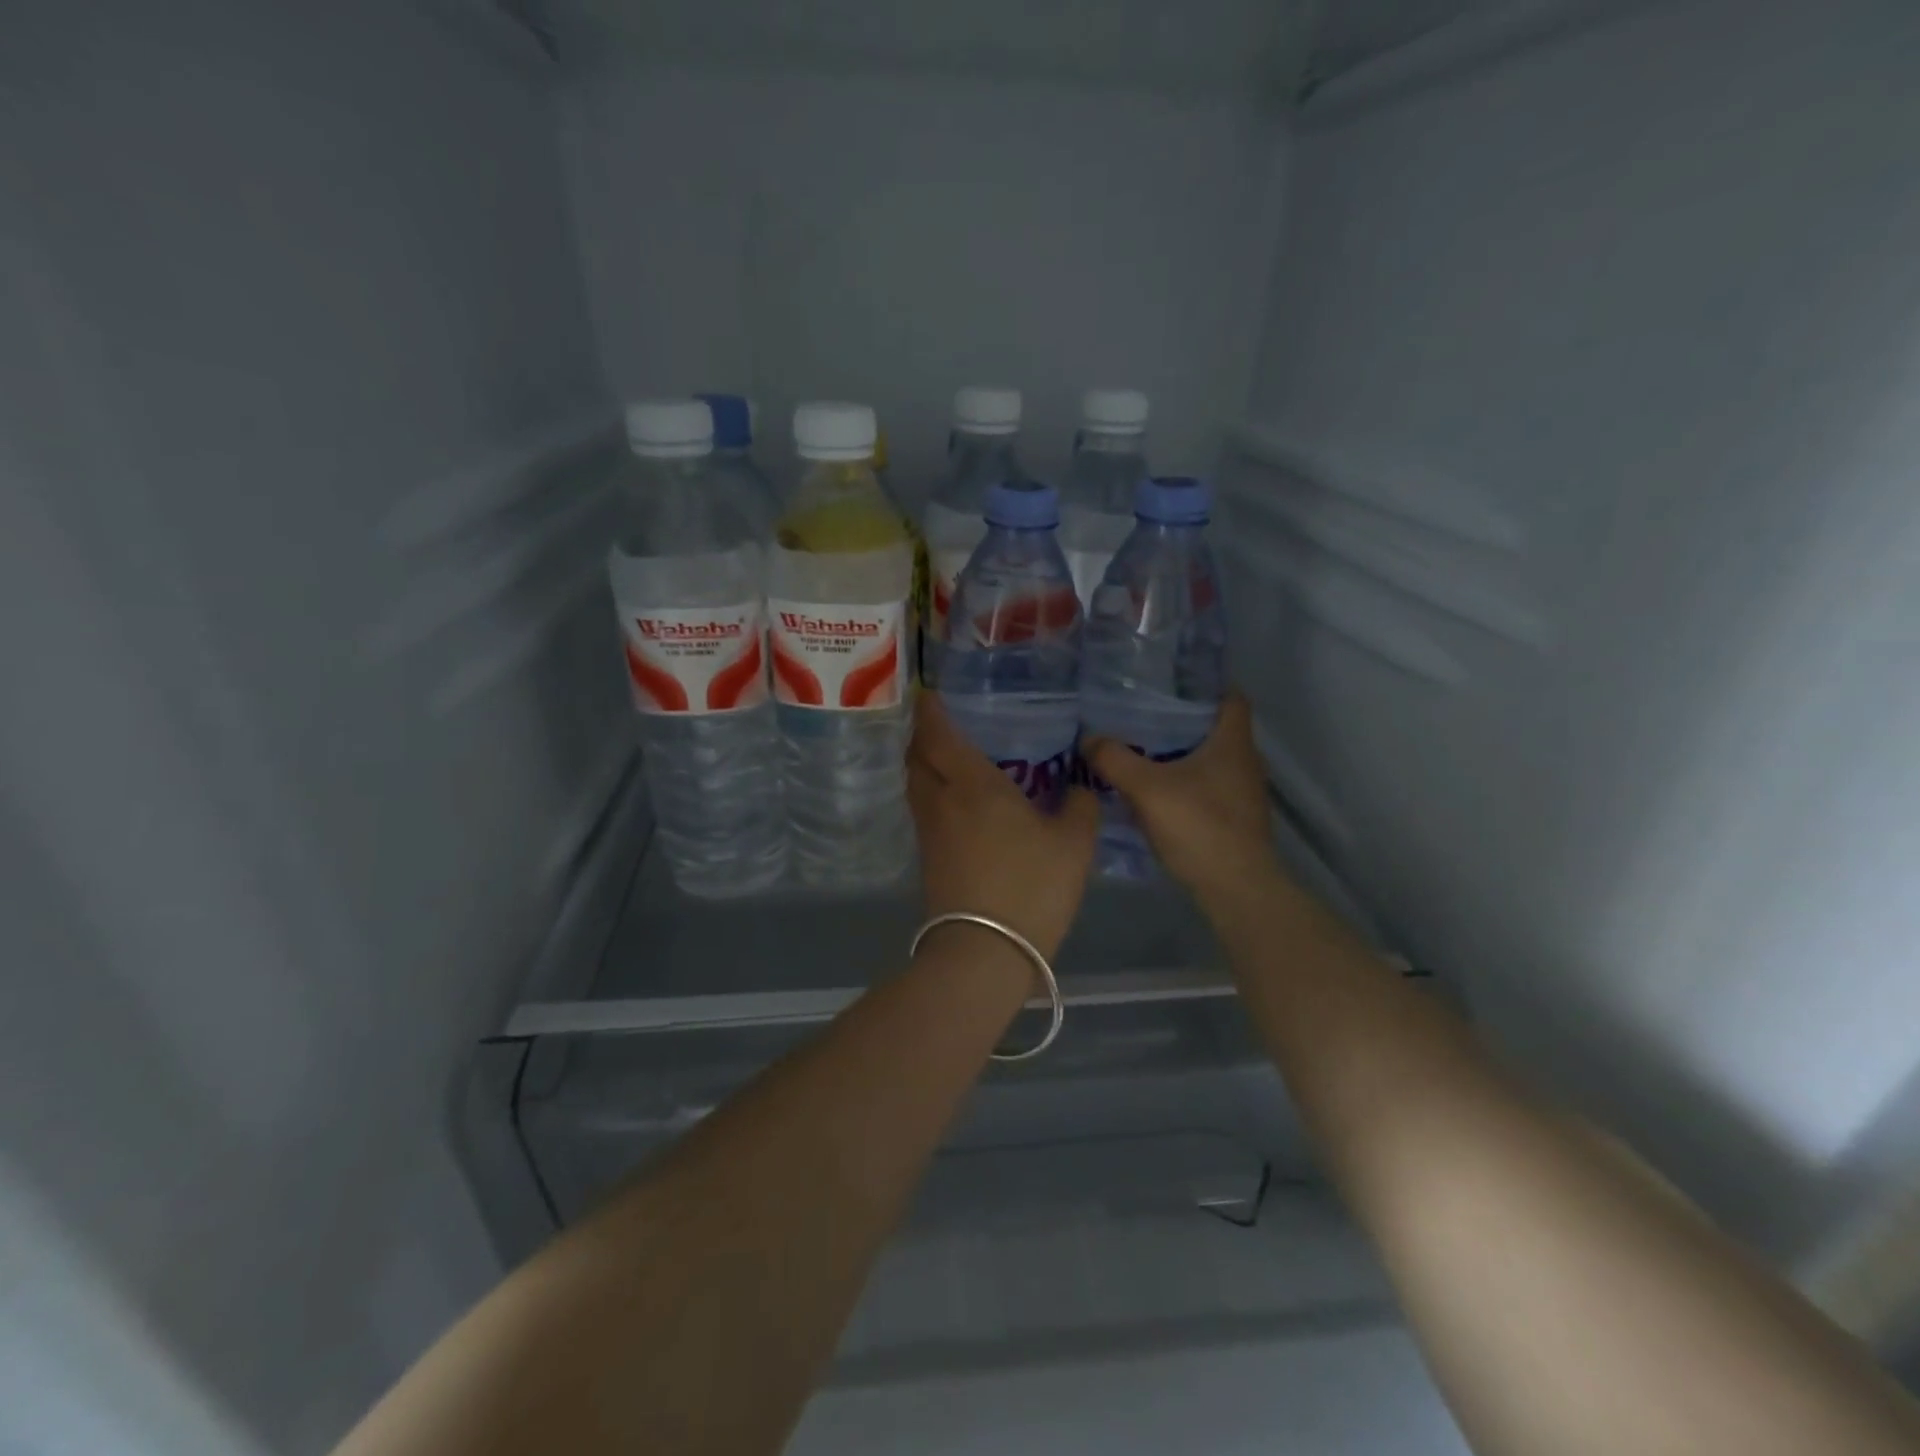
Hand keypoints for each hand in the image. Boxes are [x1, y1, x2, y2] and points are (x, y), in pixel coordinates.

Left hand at [906, 695, 1098, 960]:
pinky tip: (957, 802)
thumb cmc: (1031, 887)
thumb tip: (1082, 786)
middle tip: (942, 723)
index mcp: (972, 785)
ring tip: (949, 758)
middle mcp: (941, 801)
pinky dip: (933, 794)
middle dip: (923, 736)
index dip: (931, 711)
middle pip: (917, 757)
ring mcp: (930, 832)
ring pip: (916, 785)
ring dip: (924, 766)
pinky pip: (924, 811)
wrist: (984, 952)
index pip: (939, 735)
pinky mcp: (928, 860)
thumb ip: (1080, 807)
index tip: (929, 693)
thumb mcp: (1073, 845)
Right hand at [1083, 693, 1281, 902]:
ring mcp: (1242, 790)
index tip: (1169, 679)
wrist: (1236, 888)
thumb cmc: (1200, 827)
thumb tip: (1088, 738)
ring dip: (1180, 750)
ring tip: (1140, 745)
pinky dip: (1183, 779)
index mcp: (1233, 741)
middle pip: (1214, 725)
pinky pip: (1206, 784)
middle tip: (1140, 710)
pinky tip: (1154, 787)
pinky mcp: (1234, 816)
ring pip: (1209, 756)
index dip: (1204, 682)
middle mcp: (1244, 760)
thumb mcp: (1147, 789)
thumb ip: (1115, 760)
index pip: (1229, 695)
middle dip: (1180, 717)